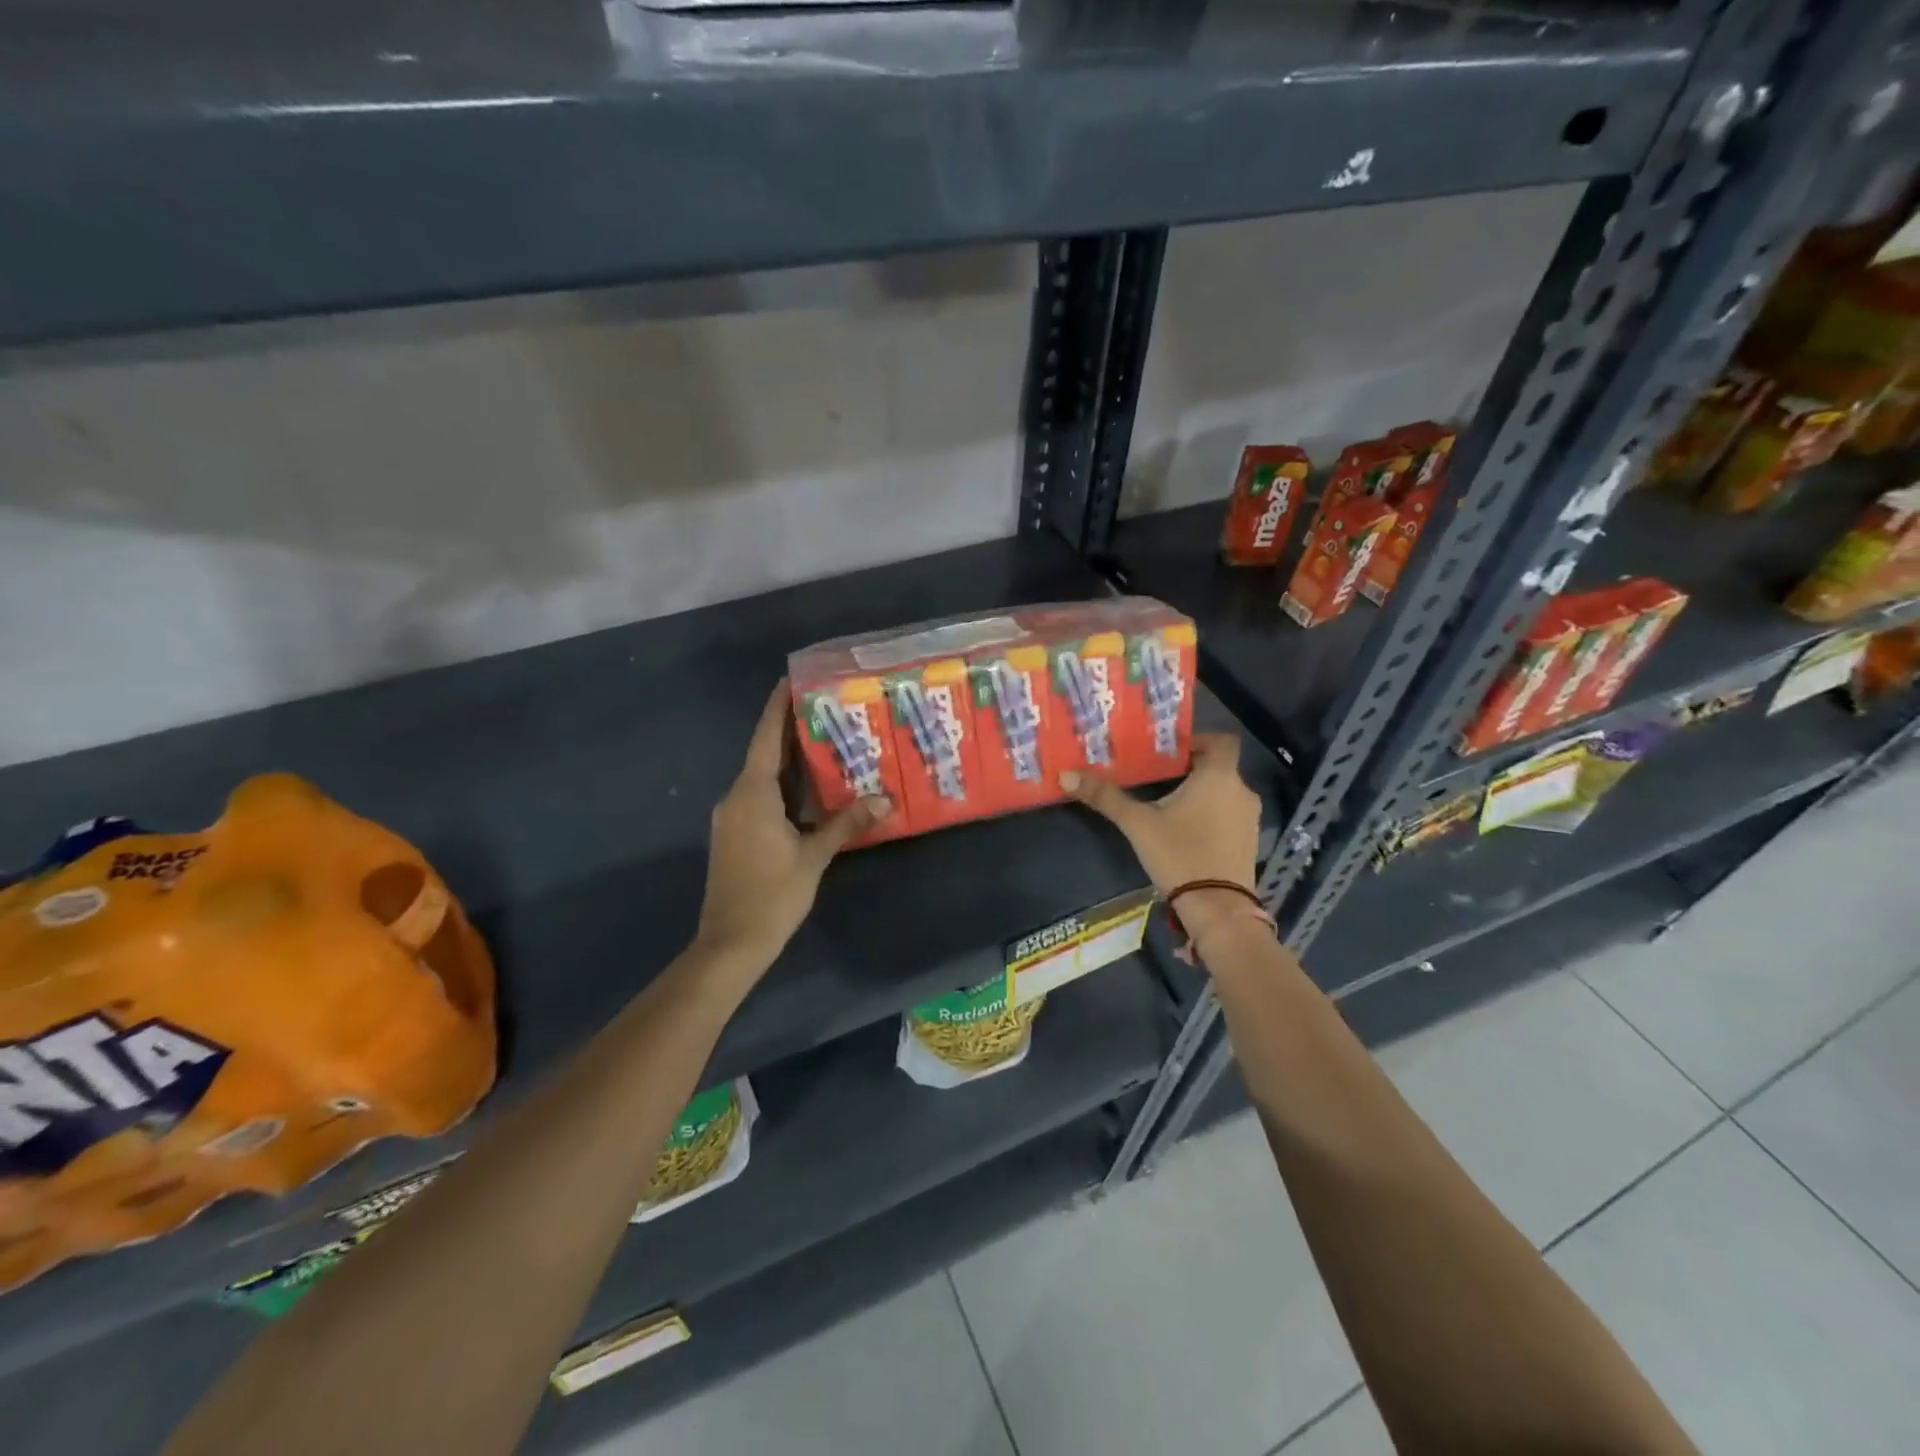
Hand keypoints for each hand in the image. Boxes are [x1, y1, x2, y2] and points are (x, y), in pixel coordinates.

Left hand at [696, 682, 886, 968]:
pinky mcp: (734, 835)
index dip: (777, 707)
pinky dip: (782, 786)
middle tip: (825, 710)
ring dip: (788, 761)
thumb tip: (884, 799)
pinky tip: (808, 790)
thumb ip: (847, 823)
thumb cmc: (773, 895)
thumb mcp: (814, 857)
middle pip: (764, 754)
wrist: (730, 943)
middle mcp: (736, 797)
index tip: (790, 680)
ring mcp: (731, 817)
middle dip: (791, 732)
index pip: (766, 738)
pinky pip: (759, 797)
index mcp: (752, 794)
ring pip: (762, 778)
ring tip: (825, 744)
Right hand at [1061, 733, 1261, 937]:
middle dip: (1189, 769)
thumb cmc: (1180, 854)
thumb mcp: (1137, 824)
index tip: (1170, 751)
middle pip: (1218, 767)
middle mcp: (1241, 791)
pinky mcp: (1249, 842)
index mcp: (1218, 776)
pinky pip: (1229, 815)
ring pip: (1223, 792)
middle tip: (1156, 776)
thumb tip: (1067, 775)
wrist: (1218, 909)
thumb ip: (1105, 797)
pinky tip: (1185, 831)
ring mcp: (1249, 818)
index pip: (1221, 741)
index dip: (1198, 740)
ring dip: (1201, 794)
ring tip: (1167, 804)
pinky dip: (1211, 815)